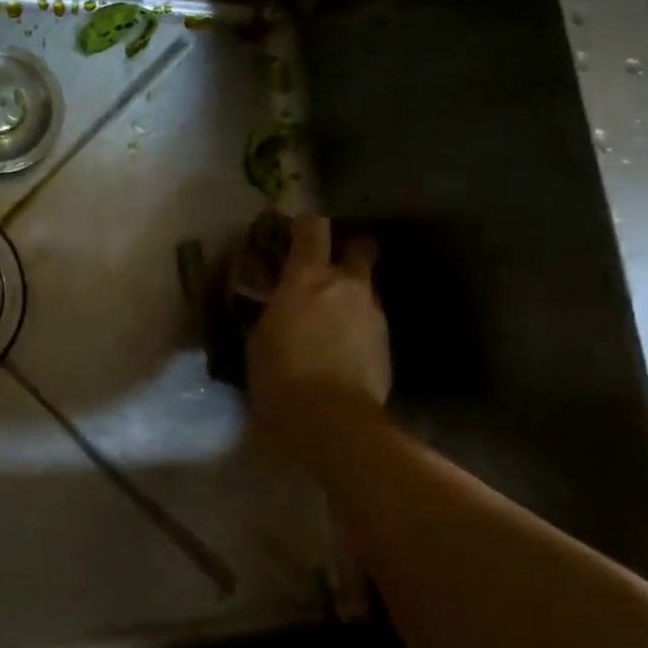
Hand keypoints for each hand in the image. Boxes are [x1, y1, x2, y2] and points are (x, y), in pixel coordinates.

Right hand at [248, 217, 390, 458]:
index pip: (313, 229)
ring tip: (331, 318)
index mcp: (308, 277)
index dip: (305, 226)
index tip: (296, 231)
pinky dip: (357, 326)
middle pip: (359, 248)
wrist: (332, 421)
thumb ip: (274, 310)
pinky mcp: (387, 345)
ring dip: (351, 295)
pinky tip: (342, 348)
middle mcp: (346, 285)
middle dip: (347, 252)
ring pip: (366, 288)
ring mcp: (372, 314)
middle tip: (328, 270)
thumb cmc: (280, 376)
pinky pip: (370, 321)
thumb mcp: (260, 338)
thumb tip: (278, 305)